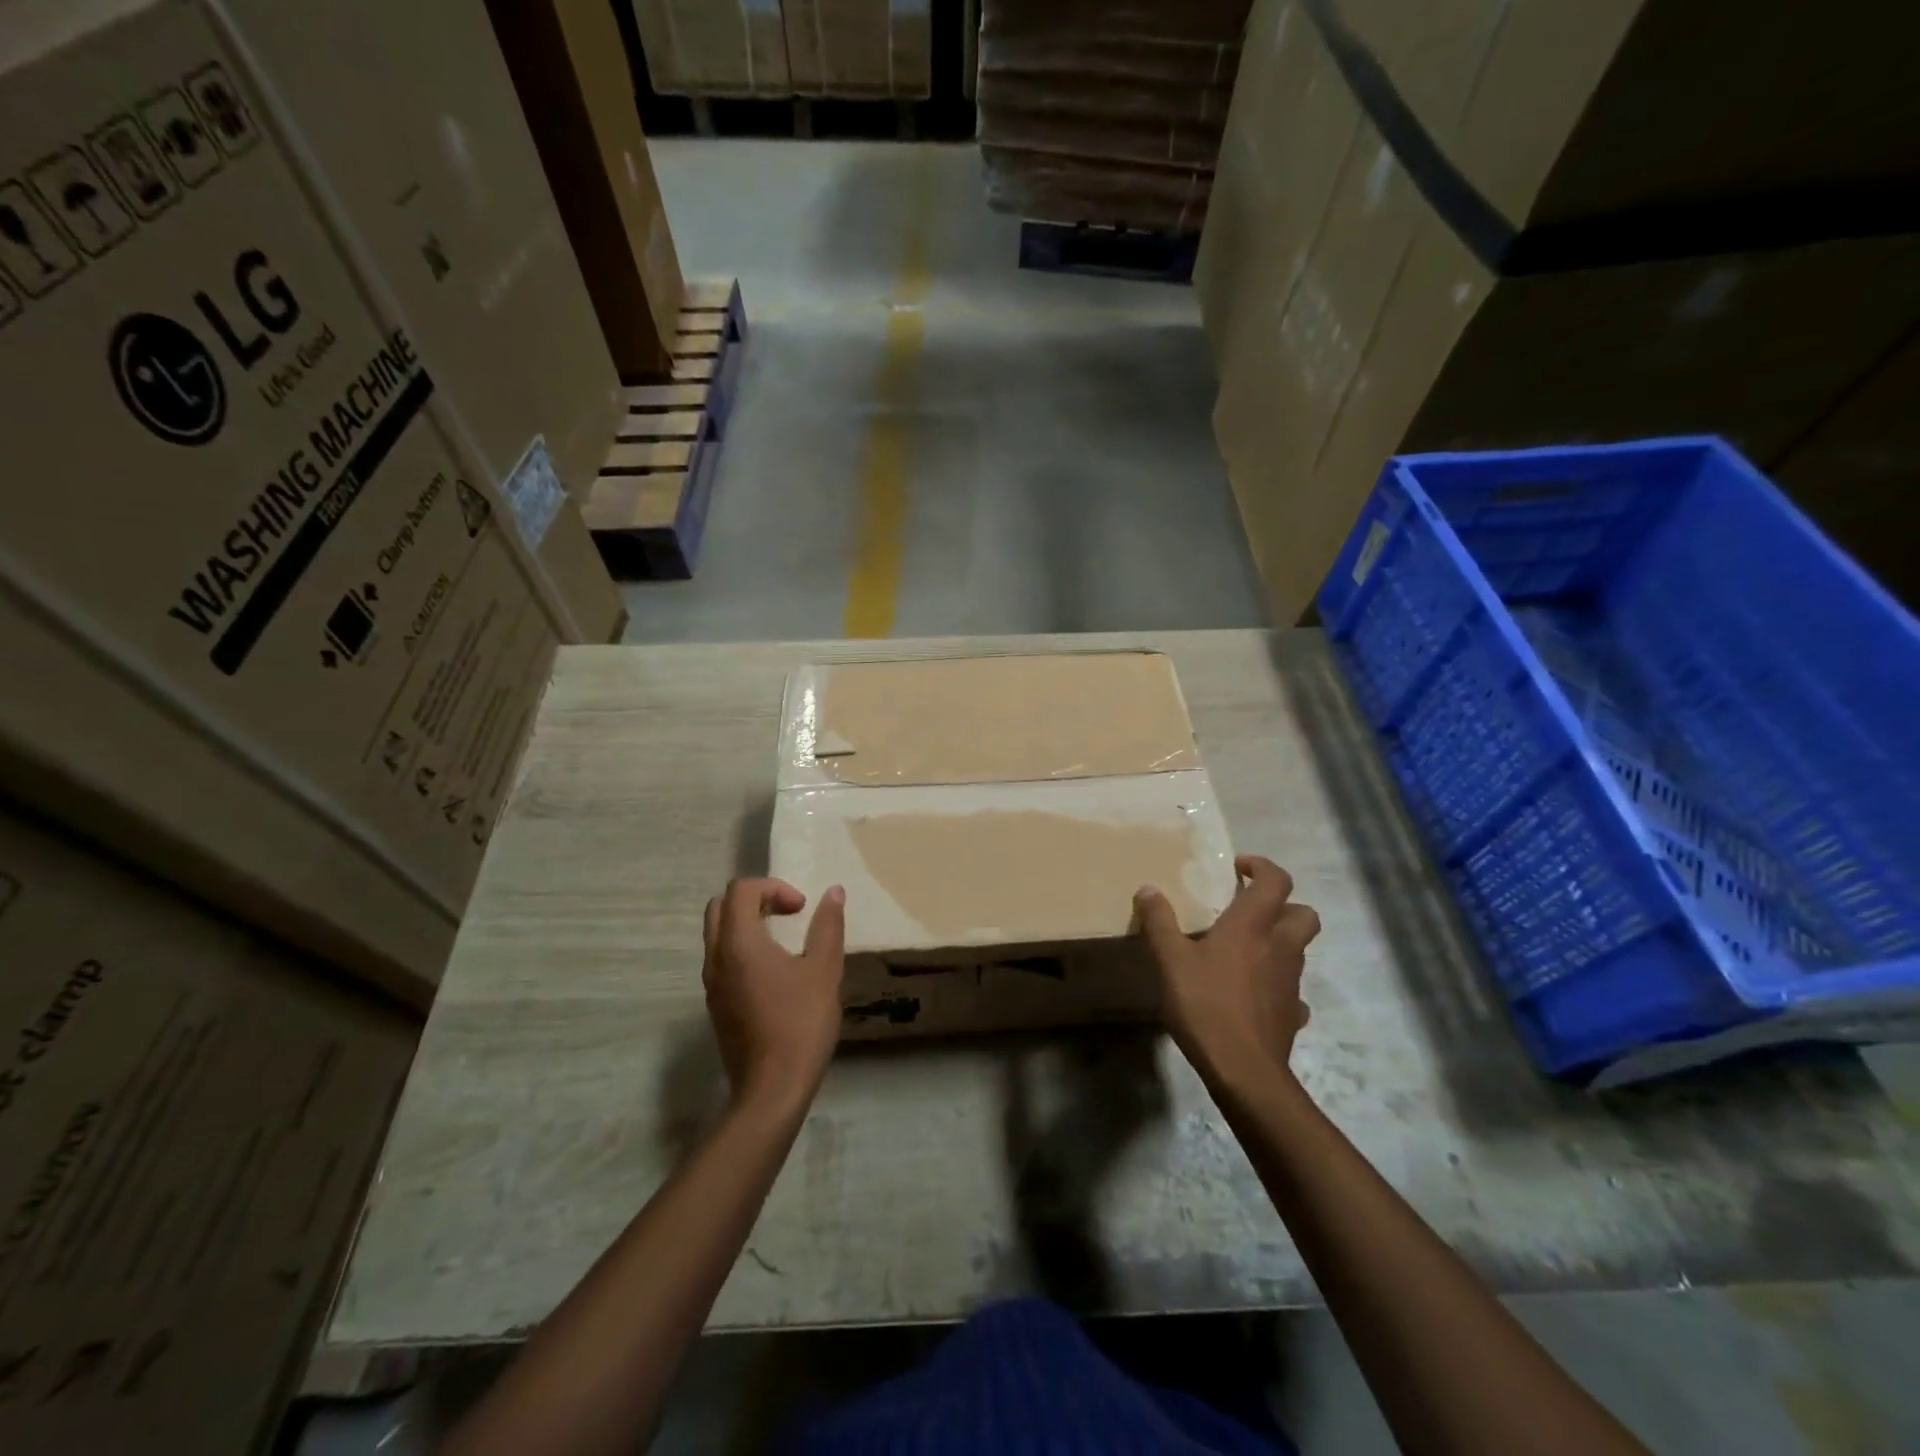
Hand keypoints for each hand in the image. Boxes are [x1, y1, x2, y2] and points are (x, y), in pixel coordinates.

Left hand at [702, 878, 845, 1109]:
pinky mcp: (716, 1005)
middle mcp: (716, 958)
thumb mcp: (824, 970)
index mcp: (739, 943)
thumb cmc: (801, 1024)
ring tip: (784, 940)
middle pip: (720, 906)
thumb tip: (834, 892)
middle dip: (755, 899)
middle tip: (788, 914)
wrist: (772, 1090)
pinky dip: (743, 948)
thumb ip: (828, 926)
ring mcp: (711, 984)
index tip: (801, 908)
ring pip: (718, 934)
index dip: (773, 887)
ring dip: (747, 924)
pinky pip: (722, 959)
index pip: (741, 890)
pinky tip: (775, 973)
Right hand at [1135, 855, 1320, 1082]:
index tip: (1238, 868)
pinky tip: (1254, 994)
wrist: (1244, 1070)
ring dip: (1279, 941)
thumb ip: (1160, 922)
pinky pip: (1292, 990)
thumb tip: (1148, 888)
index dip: (1262, 867)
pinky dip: (1277, 984)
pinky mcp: (1293, 1013)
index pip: (1276, 880)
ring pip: (1299, 949)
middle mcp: (1280, 946)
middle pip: (1303, 913)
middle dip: (1283, 905)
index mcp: (1253, 925)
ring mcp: (1291, 981)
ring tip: (1244, 951)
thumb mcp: (1171, 960)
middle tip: (1250, 910)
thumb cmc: (1206, 1004)